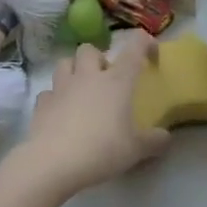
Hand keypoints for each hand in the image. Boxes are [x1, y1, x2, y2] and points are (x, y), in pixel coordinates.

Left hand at [15, 32, 170, 197]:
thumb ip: (155, 141)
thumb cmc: (101, 150)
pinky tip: (61, 113)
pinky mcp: (41, 104)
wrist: (52, 164)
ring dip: (74, 71)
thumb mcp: (136, 150)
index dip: (145, 43)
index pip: (135, 47)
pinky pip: (49, 92)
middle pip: (90, 49)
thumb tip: (165, 137)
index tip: (151, 54)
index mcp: (117, 80)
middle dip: (98, 58)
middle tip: (106, 79)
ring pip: (65, 63)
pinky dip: (55, 98)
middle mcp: (89, 76)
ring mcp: (61, 88)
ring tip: (81, 90)